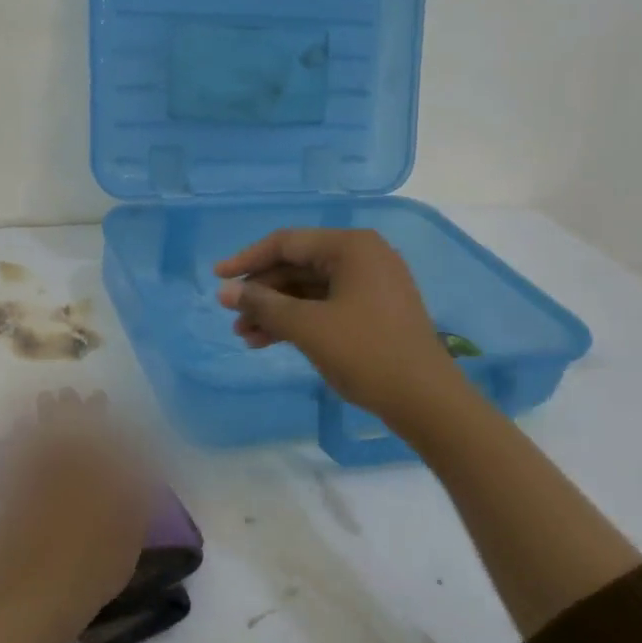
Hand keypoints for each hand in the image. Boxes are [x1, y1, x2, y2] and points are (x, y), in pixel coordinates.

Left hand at [0, 390, 154, 642]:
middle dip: (71, 412)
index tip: (99, 399)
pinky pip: (14, 464)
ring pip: (40, 443)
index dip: (100, 419)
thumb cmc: (94, 571)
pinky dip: (16, 446)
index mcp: (98, 481)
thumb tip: (141, 472)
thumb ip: (136, 501)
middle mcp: (67, 475)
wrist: (39, 597)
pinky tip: (17, 435)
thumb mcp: (129, 537)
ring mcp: (36, 486)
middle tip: (71, 392)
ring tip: (45, 401)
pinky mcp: (13, 500)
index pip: (100, 440)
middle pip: (68, 435)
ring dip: (44, 420)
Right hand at [215, 228, 459, 420]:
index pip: (287, 243)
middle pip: (296, 266)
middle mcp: (362, 257)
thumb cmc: (365, 352)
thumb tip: (225, 292)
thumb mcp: (307, 326)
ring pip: (308, 290)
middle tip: (230, 316)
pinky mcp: (372, 312)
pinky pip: (324, 306)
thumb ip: (263, 304)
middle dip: (261, 293)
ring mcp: (370, 285)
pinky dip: (297, 321)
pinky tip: (268, 341)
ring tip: (244, 336)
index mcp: (351, 247)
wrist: (425, 399)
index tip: (216, 278)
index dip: (247, 260)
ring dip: (274, 311)